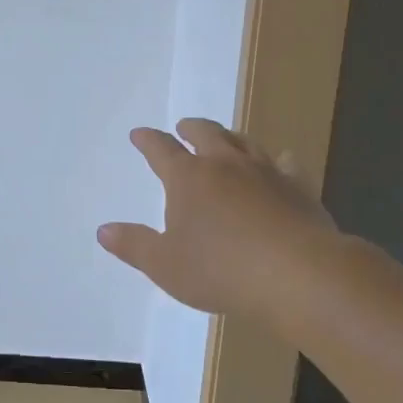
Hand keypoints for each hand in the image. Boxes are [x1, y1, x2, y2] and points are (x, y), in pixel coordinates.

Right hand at [98, 118, 346, 330]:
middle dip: (191, 129)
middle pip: (206, 134)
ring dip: (230, 137)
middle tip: (184, 127)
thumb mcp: (165, 265)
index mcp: (187, 178)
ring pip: (244, 142)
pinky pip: (288, 165)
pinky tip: (283, 161)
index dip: (148, 140)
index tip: (139, 134)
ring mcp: (265, 173)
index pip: (161, 150)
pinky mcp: (298, 188)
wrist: (298, 275)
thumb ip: (134, 245)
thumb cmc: (221, 270)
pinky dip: (280, 160)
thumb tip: (104, 230)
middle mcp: (225, 165)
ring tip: (226, 138)